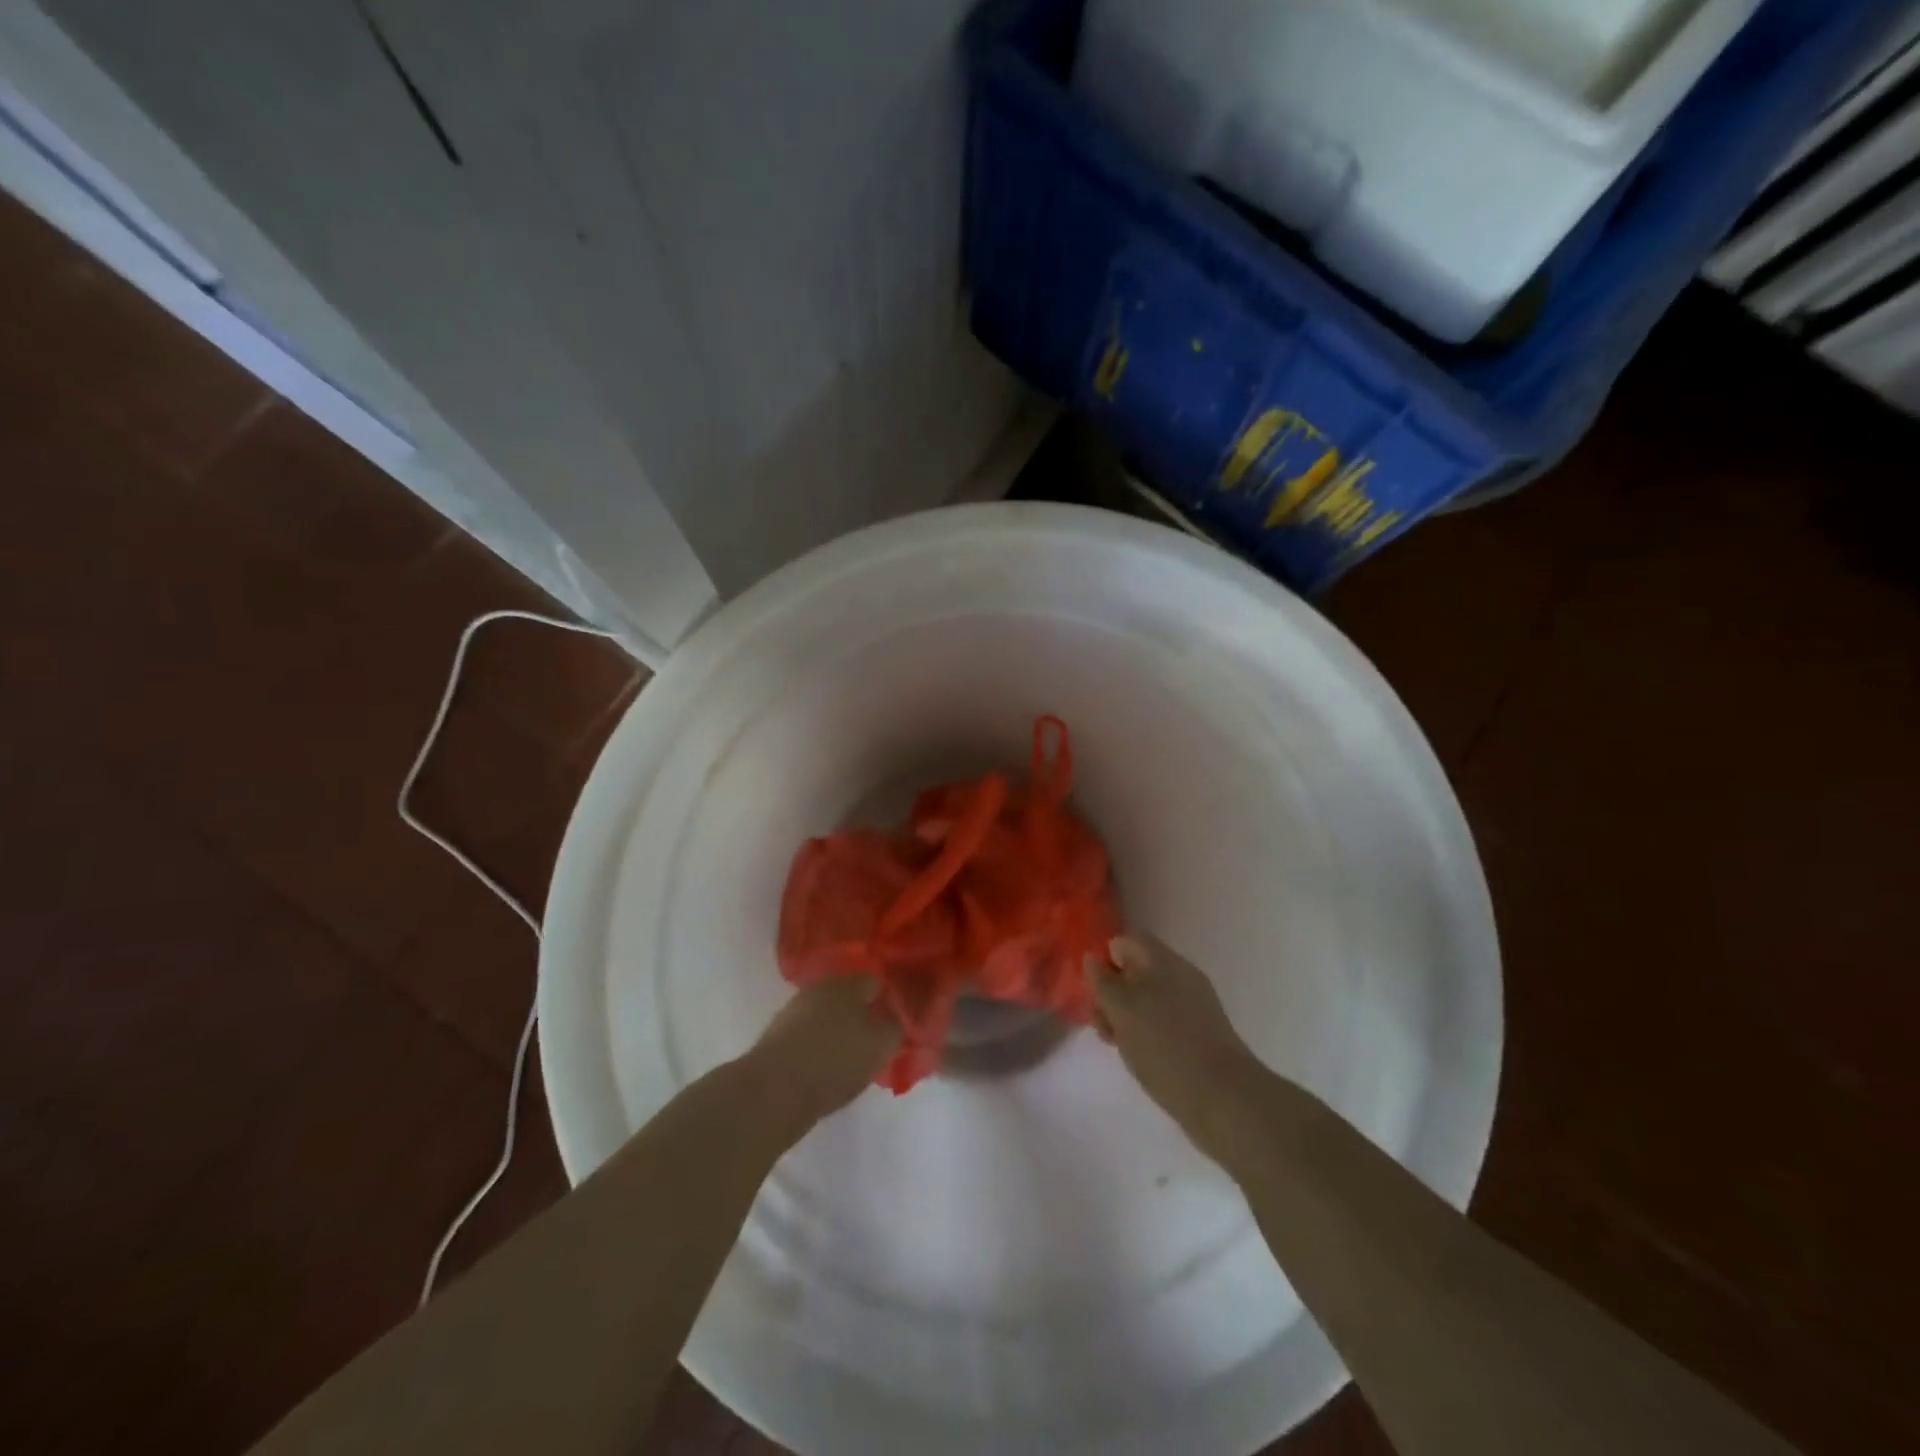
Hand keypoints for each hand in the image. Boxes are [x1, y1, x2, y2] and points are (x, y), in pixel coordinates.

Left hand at [747, 977, 899, 1123]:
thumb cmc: (835, 1061)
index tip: (897, 1021)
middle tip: (875, 1041)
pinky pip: (808, 1036)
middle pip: (848, 997)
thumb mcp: (880, 1046)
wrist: (772, 1091)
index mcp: (847, 983)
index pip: (875, 981)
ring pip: (826, 1016)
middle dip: (861, 1014)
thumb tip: (894, 1019)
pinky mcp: (776, 1037)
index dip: (888, 999)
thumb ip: (894, 1028)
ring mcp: (794, 1011)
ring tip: (850, 1059)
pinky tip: (825, 1069)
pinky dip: (818, 1047)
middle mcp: (819, 988)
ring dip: (838, 1031)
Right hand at [1091, 934, 1264, 1162]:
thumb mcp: (1121, 1008)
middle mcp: (1179, 975)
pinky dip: (1144, 1033)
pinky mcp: (1198, 1034)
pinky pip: (1161, 1021)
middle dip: (1111, 993)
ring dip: (1125, 1016)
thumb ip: (1103, 981)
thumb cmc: (1164, 1046)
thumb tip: (1093, 958)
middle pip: (1134, 970)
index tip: (1091, 989)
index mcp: (1162, 960)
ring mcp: (1191, 1005)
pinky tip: (1138, 1056)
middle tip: (1101, 1023)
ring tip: (1116, 1044)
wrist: (1223, 1098)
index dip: (1104, 959)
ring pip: (1146, 999)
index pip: (1125, 941)